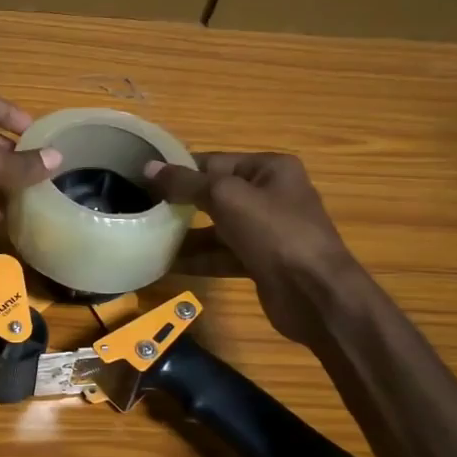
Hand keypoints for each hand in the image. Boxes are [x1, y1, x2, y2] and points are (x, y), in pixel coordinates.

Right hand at [145, 152, 353, 344]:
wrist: (315, 294)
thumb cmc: (275, 233)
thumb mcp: (227, 199)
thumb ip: (186, 184)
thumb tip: (148, 168)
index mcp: (270, 169)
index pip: (215, 162)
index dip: (180, 169)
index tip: (143, 179)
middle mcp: (271, 195)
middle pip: (215, 194)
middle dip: (180, 203)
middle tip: (141, 208)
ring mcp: (267, 231)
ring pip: (217, 227)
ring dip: (185, 235)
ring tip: (147, 237)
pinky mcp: (261, 262)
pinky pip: (223, 254)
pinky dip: (198, 259)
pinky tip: (166, 265)